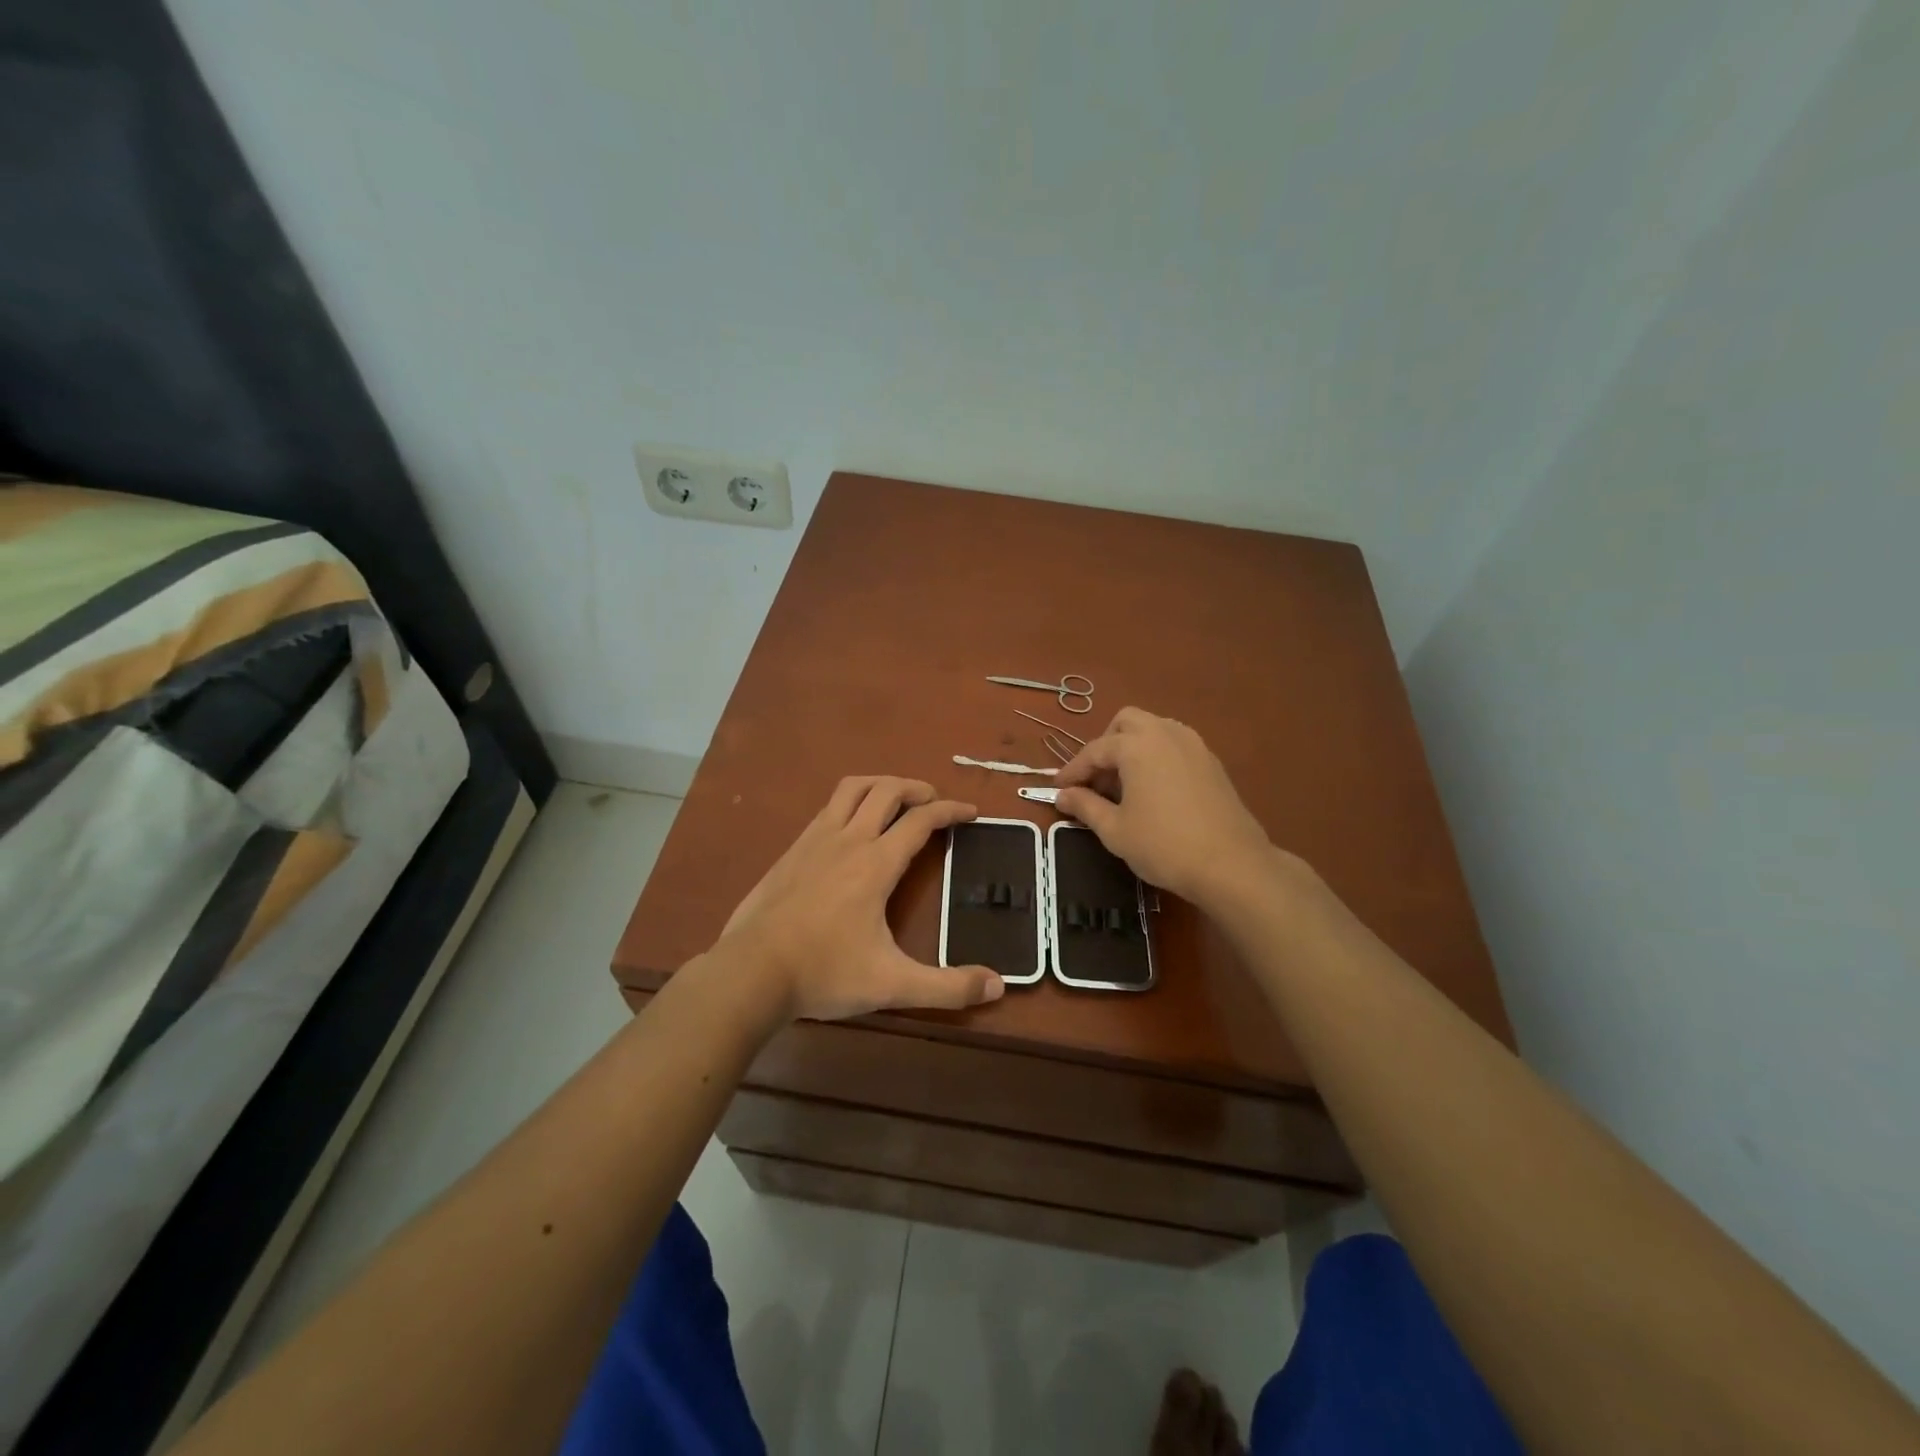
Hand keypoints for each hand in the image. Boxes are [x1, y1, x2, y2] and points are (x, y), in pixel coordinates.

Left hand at [714, 776, 1004, 1020]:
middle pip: (887, 790)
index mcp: (876, 863)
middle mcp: (848, 839)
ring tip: (896, 799)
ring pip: (853, 789)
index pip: (921, 820)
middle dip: (917, 789)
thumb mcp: (892, 985)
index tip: (971, 813)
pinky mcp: (792, 849)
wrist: (751, 972)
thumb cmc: (824, 973)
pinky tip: (851, 826)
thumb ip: (947, 987)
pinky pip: (828, 807)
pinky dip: (851, 802)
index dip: (951, 811)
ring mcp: (815, 840)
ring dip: (881, 785)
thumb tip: (998, 986)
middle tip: (935, 802)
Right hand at [1054, 708, 1276, 906]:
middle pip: (1126, 723)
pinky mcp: (1212, 762)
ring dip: (1132, 748)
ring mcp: (1194, 745)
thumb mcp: (1115, 830)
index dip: (1073, 770)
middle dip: (1105, 745)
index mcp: (1137, 745)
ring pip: (1154, 729)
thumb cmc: (1164, 846)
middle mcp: (1165, 733)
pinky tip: (1153, 790)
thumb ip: (1085, 806)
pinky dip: (1156, 757)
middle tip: (1096, 780)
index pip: (1095, 750)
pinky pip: (1175, 745)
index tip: (1058, 789)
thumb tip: (1063, 795)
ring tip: (1124, 785)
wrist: (1231, 865)